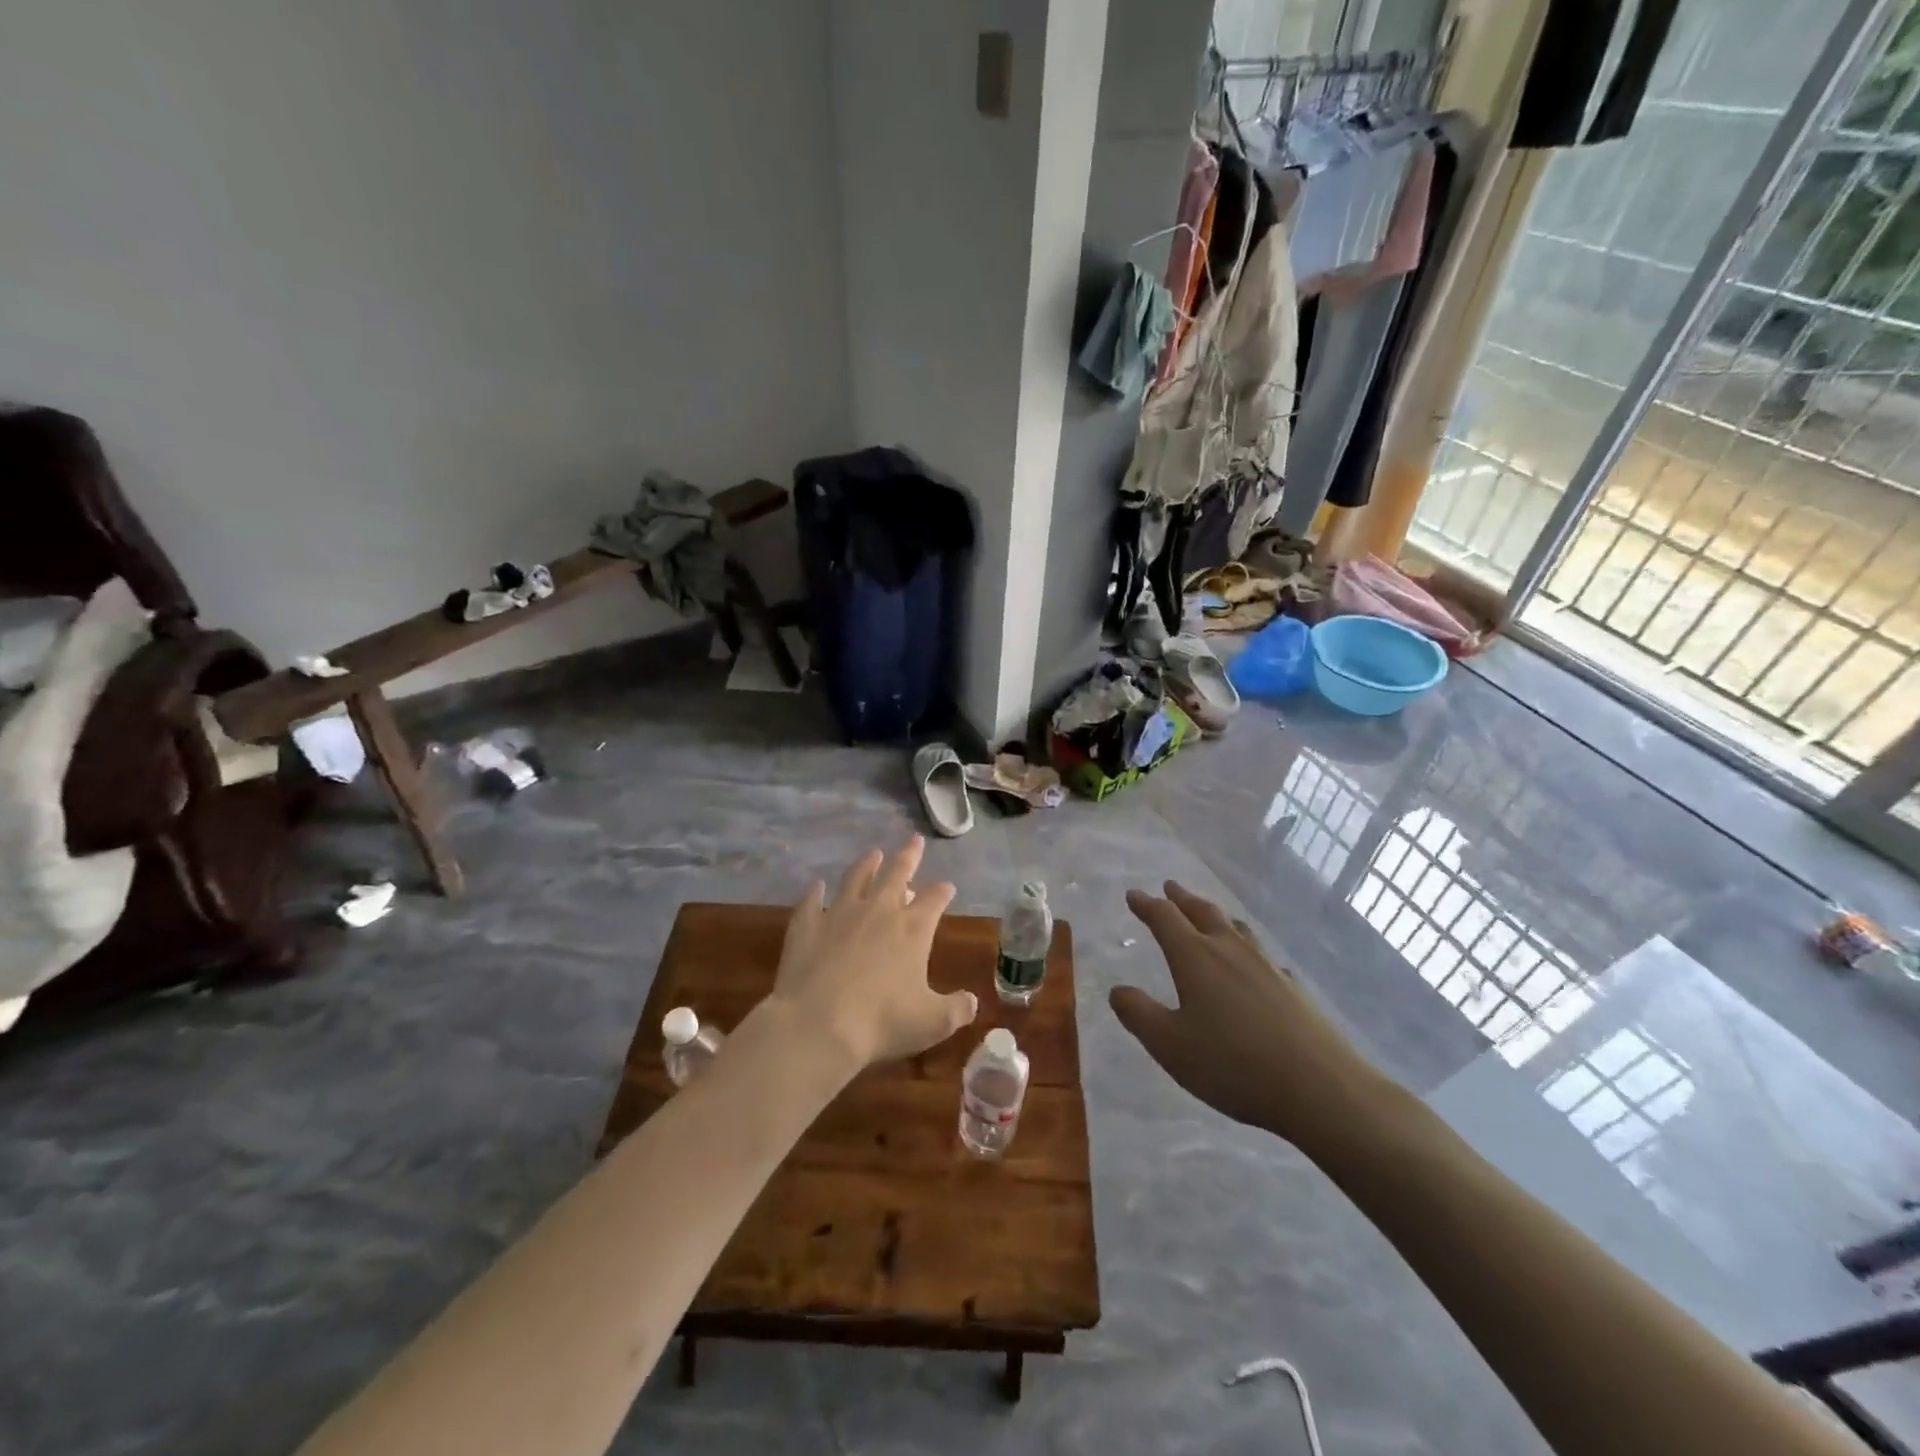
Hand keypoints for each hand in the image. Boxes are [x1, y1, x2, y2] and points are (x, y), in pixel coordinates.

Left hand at [764, 837, 977, 1071]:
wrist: (818, 1025)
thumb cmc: (882, 1022)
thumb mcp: (932, 1023)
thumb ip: (957, 1010)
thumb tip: (972, 1002)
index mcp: (913, 929)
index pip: (934, 899)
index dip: (943, 891)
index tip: (948, 886)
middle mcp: (878, 911)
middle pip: (897, 873)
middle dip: (909, 856)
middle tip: (914, 839)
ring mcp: (839, 914)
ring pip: (856, 878)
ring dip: (867, 864)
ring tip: (874, 853)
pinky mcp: (807, 926)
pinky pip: (811, 902)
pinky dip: (815, 893)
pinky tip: (816, 886)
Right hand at [1109, 882, 1394, 1150]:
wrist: (1321, 1088)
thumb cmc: (1233, 1064)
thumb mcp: (1170, 1045)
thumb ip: (1139, 1014)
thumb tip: (1117, 989)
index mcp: (1196, 958)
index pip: (1165, 919)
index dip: (1146, 905)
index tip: (1133, 895)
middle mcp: (1230, 951)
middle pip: (1203, 913)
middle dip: (1183, 899)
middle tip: (1170, 887)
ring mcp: (1267, 966)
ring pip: (1237, 929)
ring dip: (1216, 916)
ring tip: (1210, 913)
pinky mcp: (1293, 988)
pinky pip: (1263, 956)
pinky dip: (1248, 949)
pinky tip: (1256, 964)